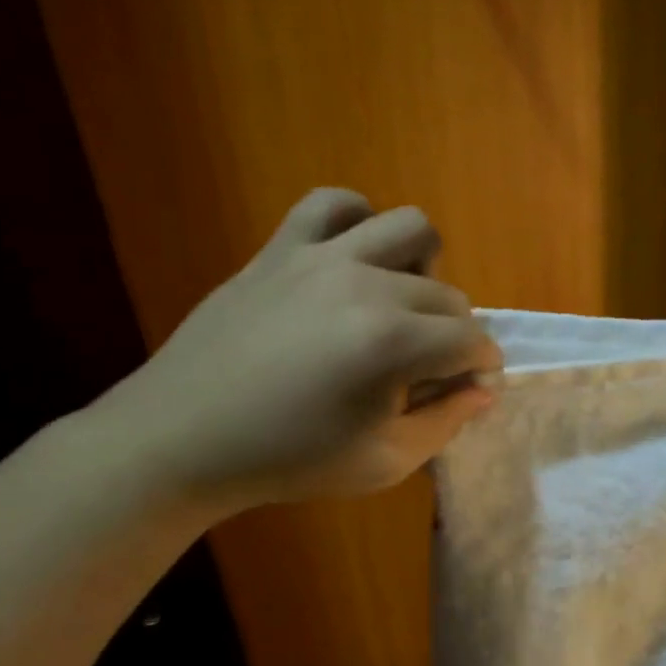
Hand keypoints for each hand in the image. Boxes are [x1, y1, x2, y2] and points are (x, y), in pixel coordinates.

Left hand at [94, 188, 500, 515]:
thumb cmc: (288, 460)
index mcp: (392, 345)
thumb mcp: (383, 463)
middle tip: (424, 371)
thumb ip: (445, 423)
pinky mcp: (282, 248)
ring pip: (411, 228)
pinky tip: (352, 261)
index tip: (468, 390)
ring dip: (423, 268)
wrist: (182, 438)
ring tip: (398, 304)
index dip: (482, 368)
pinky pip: (334, 202)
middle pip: (448, 296)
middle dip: (453, 336)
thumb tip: (483, 388)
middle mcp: (366, 287)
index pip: (472, 342)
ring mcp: (321, 258)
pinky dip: (358, 222)